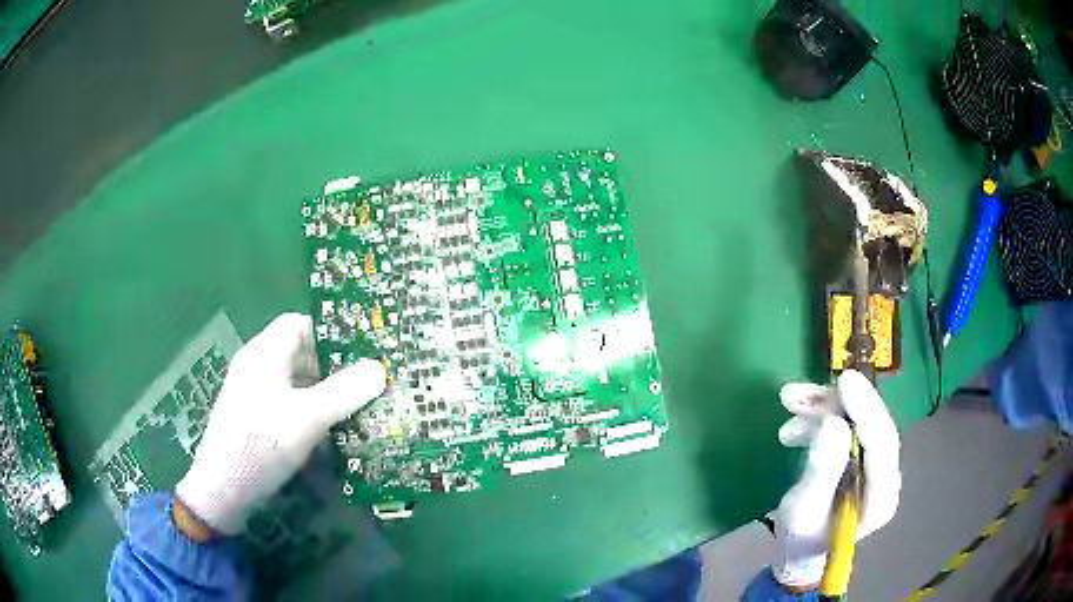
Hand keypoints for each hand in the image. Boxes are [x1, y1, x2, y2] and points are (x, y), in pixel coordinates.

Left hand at [174, 313, 385, 534]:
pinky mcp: (254, 420)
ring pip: (295, 383)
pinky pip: (287, 406)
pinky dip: (309, 413)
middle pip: (299, 354)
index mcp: (265, 353)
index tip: (361, 353)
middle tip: (367, 385)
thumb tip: (379, 368)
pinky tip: (329, 435)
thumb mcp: (307, 418)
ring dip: (323, 394)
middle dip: (333, 368)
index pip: (300, 324)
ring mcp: (253, 395)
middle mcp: (257, 367)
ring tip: (356, 410)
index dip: (330, 334)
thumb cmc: (262, 444)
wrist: (223, 489)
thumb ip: (344, 392)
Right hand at [770, 370, 900, 588]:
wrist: (798, 552)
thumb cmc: (799, 539)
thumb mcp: (803, 510)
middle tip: (801, 392)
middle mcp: (886, 475)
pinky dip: (821, 415)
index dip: (866, 410)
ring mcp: (875, 465)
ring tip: (788, 402)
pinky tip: (795, 418)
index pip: (882, 445)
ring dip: (823, 408)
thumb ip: (821, 470)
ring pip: (857, 420)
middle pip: (871, 426)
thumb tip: (833, 423)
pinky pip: (847, 425)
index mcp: (881, 497)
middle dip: (837, 404)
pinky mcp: (862, 457)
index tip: (844, 382)